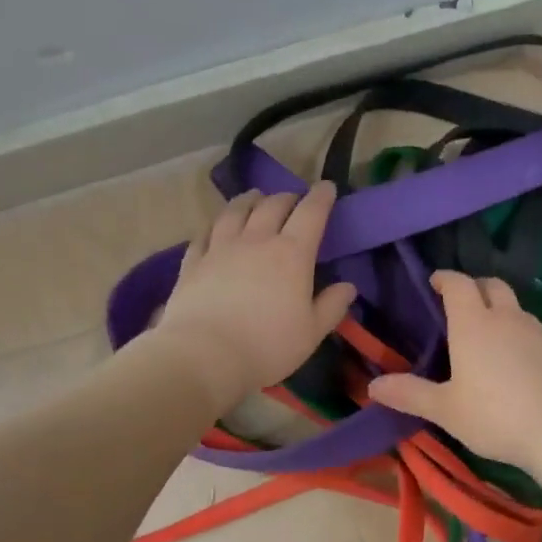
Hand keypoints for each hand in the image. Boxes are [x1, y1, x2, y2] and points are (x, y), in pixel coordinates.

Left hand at [154, 183, 357, 412]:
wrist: (204, 355)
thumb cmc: (267, 346)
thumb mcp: (311, 333)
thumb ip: (332, 306)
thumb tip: (348, 287)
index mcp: (291, 254)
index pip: (311, 213)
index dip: (321, 197)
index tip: (327, 187)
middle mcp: (256, 240)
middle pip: (273, 205)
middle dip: (287, 197)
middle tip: (293, 200)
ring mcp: (220, 248)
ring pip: (235, 211)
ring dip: (249, 200)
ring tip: (254, 198)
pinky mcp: (193, 262)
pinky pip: (204, 234)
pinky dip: (215, 225)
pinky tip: (216, 227)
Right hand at [367, 271, 541, 472]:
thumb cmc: (496, 416)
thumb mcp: (446, 410)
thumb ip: (410, 394)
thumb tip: (373, 386)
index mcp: (474, 324)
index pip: (459, 284)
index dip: (445, 278)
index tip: (434, 282)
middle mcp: (507, 318)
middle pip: (492, 285)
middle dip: (475, 287)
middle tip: (461, 303)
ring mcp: (537, 333)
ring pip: (516, 308)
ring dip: (500, 310)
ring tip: (487, 333)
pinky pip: (533, 331)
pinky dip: (519, 334)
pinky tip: (515, 361)